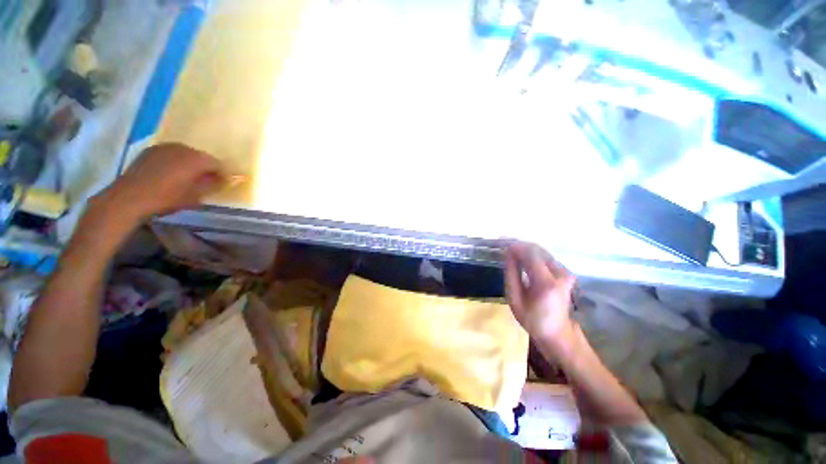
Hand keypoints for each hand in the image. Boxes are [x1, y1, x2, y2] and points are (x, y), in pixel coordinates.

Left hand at [99, 143, 223, 221]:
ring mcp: (165, 147)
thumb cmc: (168, 198)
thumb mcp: (196, 196)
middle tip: (206, 181)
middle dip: (206, 168)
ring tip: (187, 177)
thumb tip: (225, 180)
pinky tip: (171, 174)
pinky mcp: (151, 150)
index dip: (224, 174)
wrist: (130, 197)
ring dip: (189, 164)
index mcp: (197, 159)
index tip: (225, 183)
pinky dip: (175, 162)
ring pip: (185, 154)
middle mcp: (183, 148)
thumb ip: (213, 185)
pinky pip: (170, 154)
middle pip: (202, 157)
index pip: (219, 164)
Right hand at [504, 242, 576, 356]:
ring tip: (511, 252)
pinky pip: (546, 257)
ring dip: (526, 249)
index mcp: (546, 282)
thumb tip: (507, 253)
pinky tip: (522, 259)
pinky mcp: (566, 273)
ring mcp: (565, 273)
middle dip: (520, 245)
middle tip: (505, 246)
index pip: (530, 254)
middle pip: (537, 250)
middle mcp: (559, 274)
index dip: (515, 246)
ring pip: (542, 252)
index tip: (502, 244)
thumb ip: (511, 273)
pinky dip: (533, 255)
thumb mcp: (514, 298)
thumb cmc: (532, 319)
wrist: (558, 333)